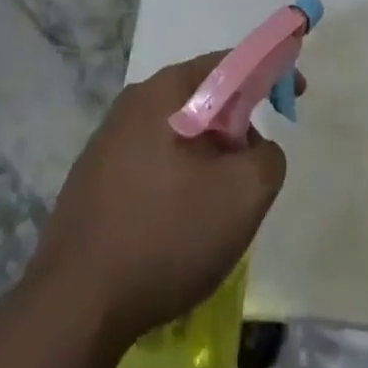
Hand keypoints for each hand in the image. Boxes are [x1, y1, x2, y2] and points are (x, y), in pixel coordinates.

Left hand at [28, 54, 289, 347]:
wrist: (73, 305)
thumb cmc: (164, 235)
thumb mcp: (242, 196)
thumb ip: (268, 157)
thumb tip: (257, 149)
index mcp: (166, 90)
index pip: (229, 62)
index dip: (268, 72)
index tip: (294, 96)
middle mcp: (133, 102)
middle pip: (202, 98)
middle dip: (236, 126)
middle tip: (253, 170)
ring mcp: (107, 140)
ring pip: (177, 133)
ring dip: (207, 158)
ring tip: (216, 209)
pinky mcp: (93, 178)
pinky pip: (151, 162)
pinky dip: (177, 180)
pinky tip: (177, 226)